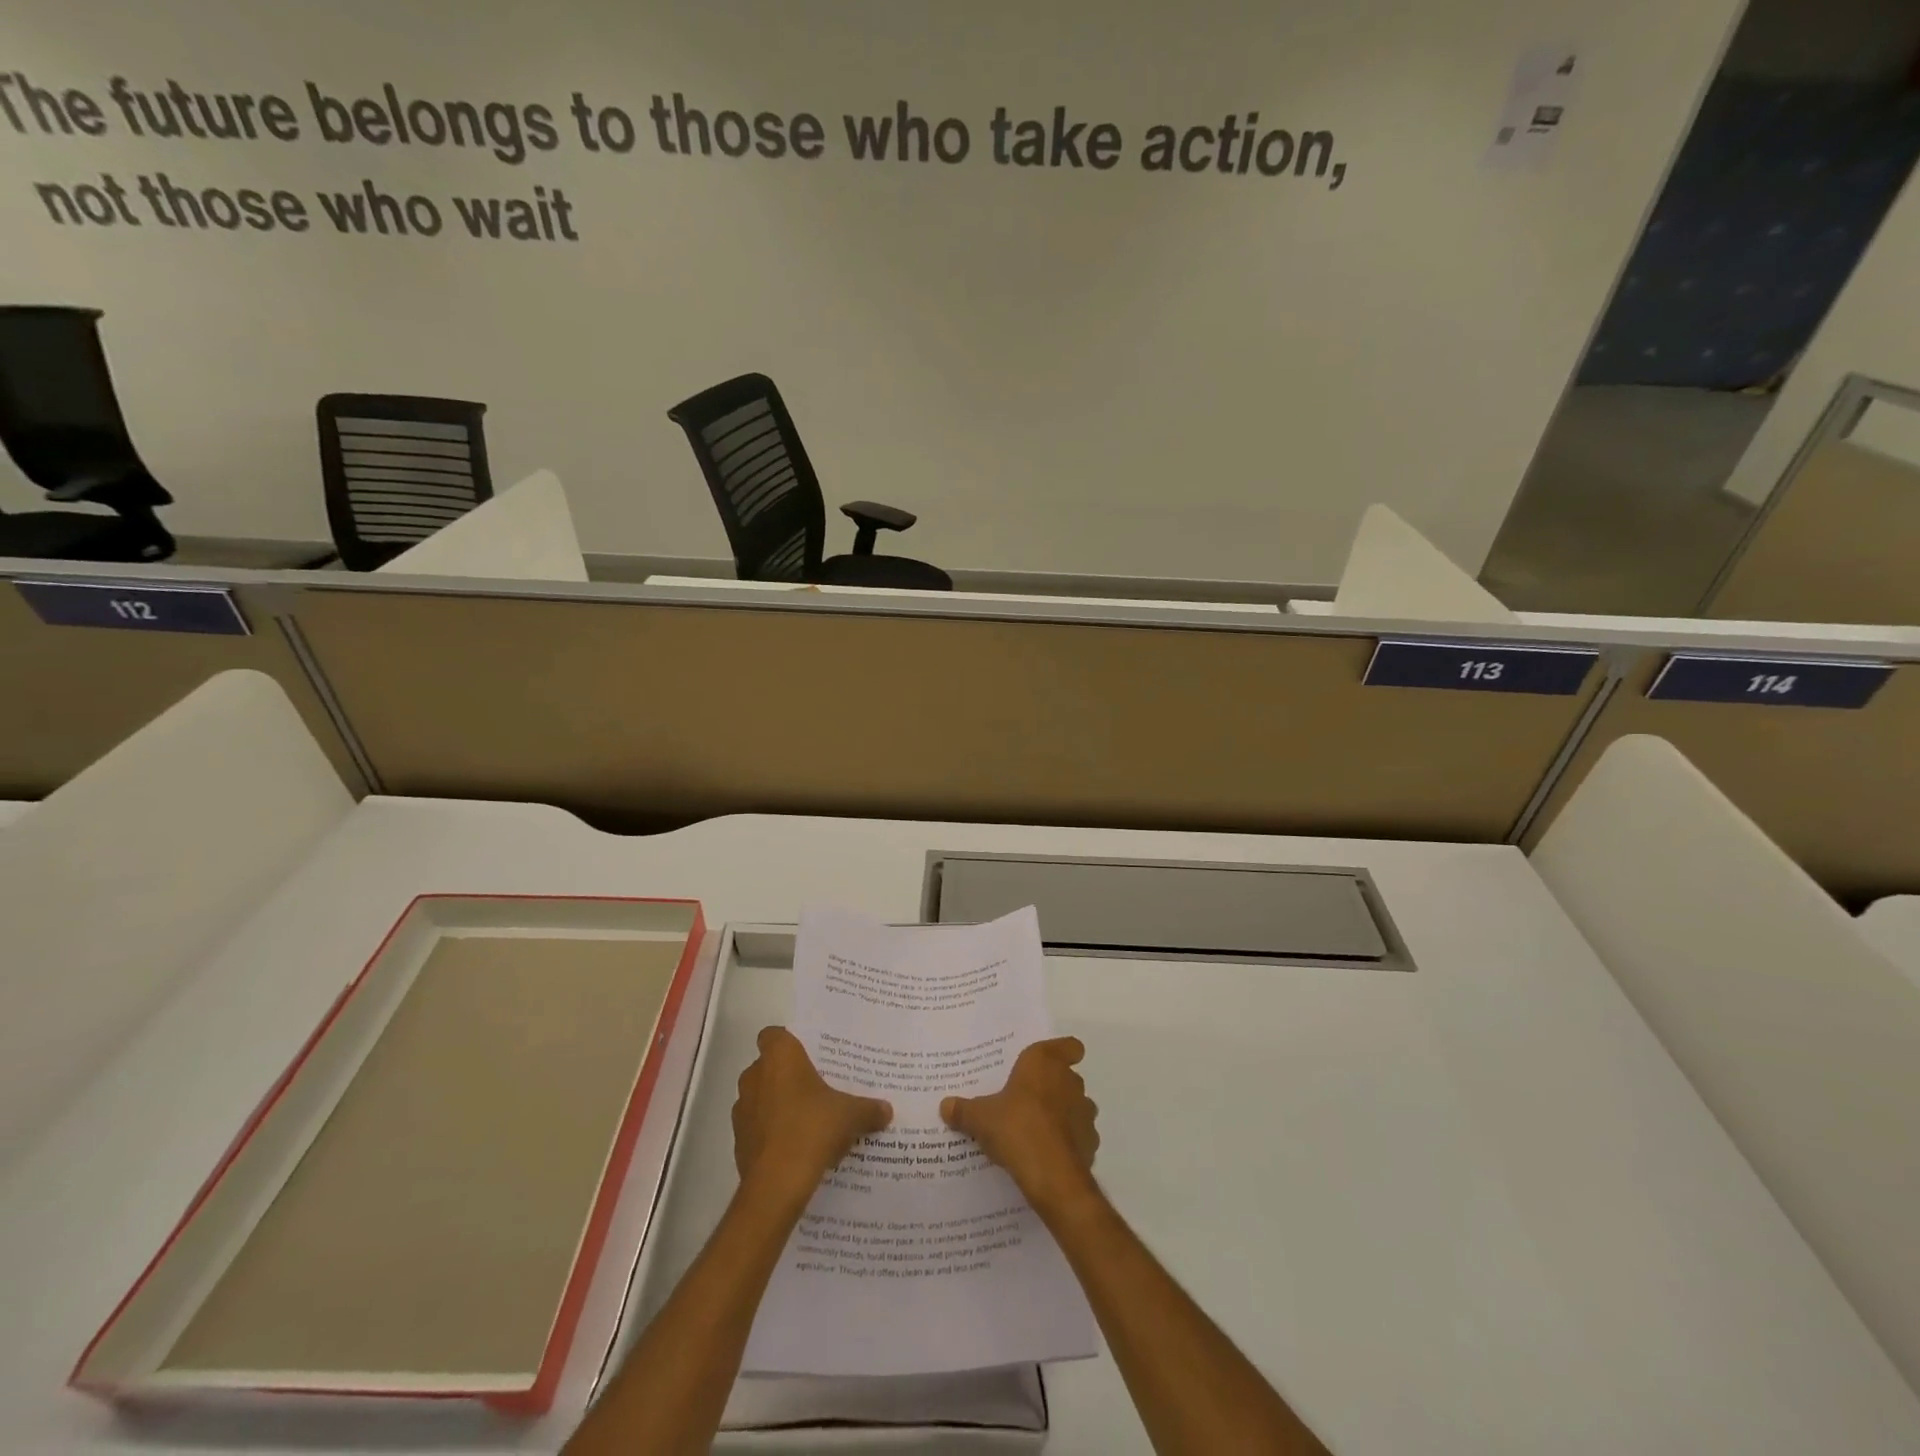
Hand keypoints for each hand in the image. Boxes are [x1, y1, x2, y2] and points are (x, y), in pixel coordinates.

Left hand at [733, 1027, 891, 1207]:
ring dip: (777, 1106)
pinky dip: (771, 1134)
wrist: (777, 1184)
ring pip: (761, 1098)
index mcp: (779, 1057)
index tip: (808, 1056)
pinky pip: (757, 1128)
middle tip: (816, 1089)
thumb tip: (886, 1110)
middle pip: (768, 1067)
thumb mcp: (851, 1115)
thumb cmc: (813, 1129)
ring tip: (806, 1121)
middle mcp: (754, 1076)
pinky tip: (795, 1148)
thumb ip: (868, 1108)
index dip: (789, 1043)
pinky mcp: (738, 1142)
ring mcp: (742, 1110)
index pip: (773, 1035)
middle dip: (787, 1077)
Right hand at [941, 1037, 1098, 1215]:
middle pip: (1068, 1077)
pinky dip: (1068, 1141)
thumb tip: (945, 1105)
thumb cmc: (1016, 1128)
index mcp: (1045, 1063)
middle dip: (1052, 1087)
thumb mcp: (980, 1118)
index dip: (1062, 1052)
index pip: (1069, 1046)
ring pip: (1077, 1106)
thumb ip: (964, 1110)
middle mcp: (1069, 1081)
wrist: (1051, 1175)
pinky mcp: (1091, 1142)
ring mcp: (1085, 1112)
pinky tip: (1049, 1154)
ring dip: (1063, 1114)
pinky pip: (1080, 1136)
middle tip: (1027, 1101)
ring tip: (1037, 1130)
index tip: (1046, 1064)